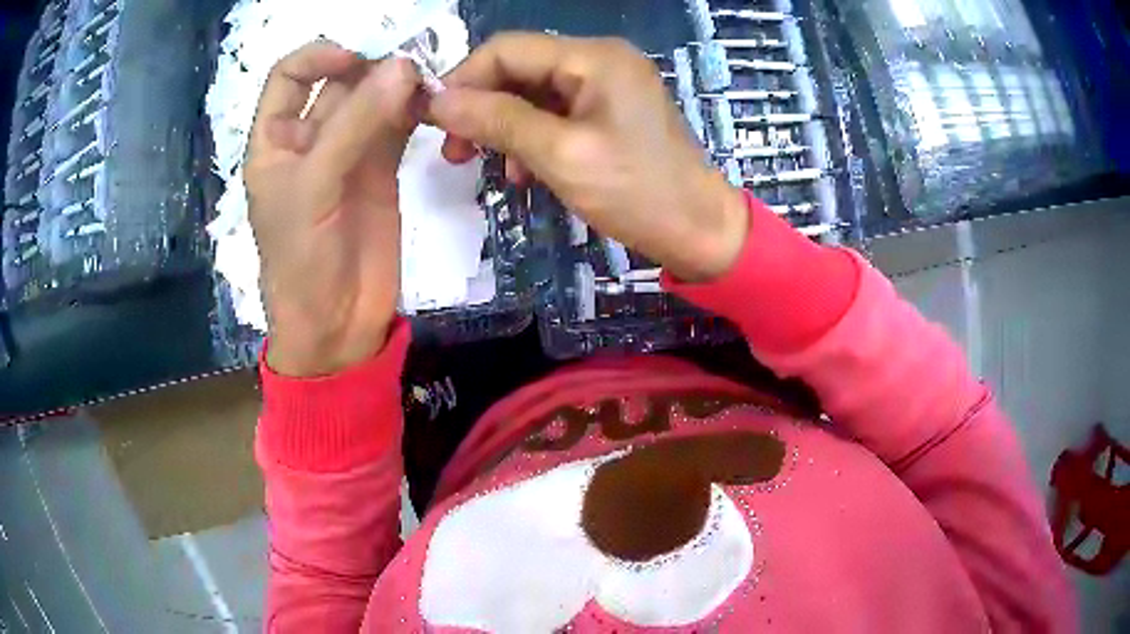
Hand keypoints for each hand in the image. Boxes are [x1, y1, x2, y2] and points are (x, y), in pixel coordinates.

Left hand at [244, 41, 419, 376]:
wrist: (337, 323)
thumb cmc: (302, 259)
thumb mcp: (315, 187)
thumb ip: (356, 124)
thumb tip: (404, 66)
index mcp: (275, 140)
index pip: (289, 76)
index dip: (318, 58)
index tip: (354, 60)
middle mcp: (310, 139)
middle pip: (338, 82)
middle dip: (370, 69)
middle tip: (407, 70)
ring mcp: (348, 153)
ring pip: (372, 100)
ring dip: (397, 87)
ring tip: (425, 85)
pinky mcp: (381, 170)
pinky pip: (397, 126)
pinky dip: (414, 111)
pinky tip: (430, 105)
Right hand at [428, 33, 748, 281]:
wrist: (699, 231)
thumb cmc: (637, 193)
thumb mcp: (560, 155)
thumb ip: (497, 121)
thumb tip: (437, 101)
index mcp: (594, 58)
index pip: (508, 49)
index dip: (464, 79)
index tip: (432, 120)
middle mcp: (600, 60)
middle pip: (519, 69)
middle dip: (481, 107)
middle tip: (453, 151)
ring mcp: (607, 86)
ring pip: (533, 94)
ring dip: (503, 126)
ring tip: (483, 167)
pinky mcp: (609, 112)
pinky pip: (555, 114)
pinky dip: (530, 138)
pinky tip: (523, 172)